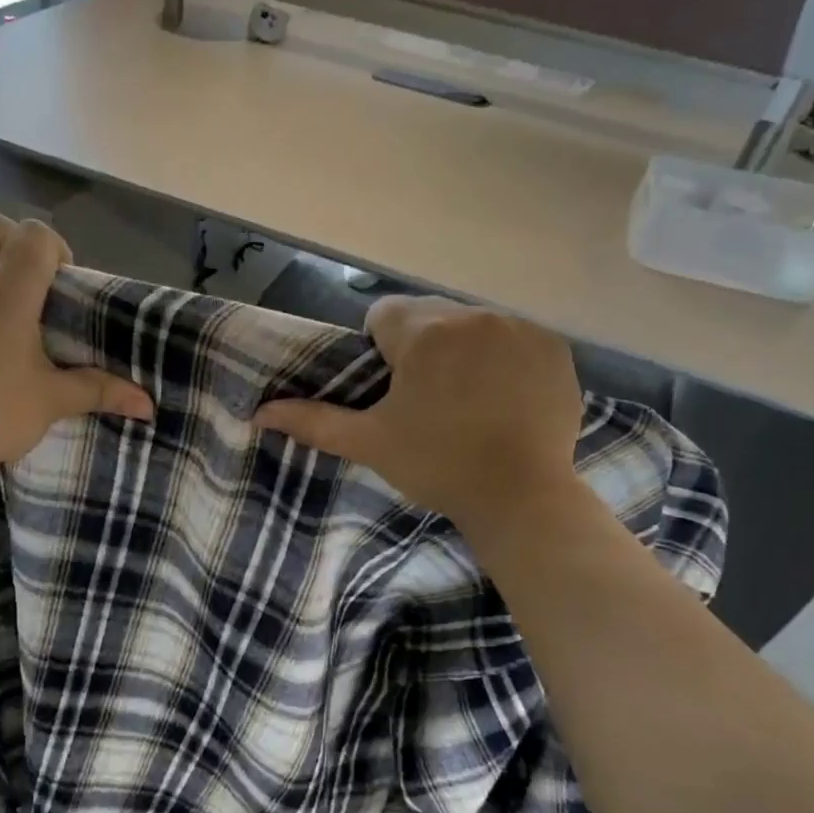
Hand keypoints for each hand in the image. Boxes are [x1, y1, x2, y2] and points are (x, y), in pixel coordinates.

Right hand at [253, 296, 583, 536]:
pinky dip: (505, 359)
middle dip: (422, 347)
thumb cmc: (436, 466)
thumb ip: (313, 421)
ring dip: (463, 350)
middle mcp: (472, 316)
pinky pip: (515, 338)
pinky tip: (506, 398)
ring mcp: (519, 328)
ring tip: (469, 401)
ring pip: (472, 325)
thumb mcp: (370, 443)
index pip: (383, 315)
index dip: (380, 351)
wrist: (521, 497)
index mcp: (423, 333)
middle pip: (429, 317)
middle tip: (428, 401)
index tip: (393, 390)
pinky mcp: (554, 347)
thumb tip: (259, 412)